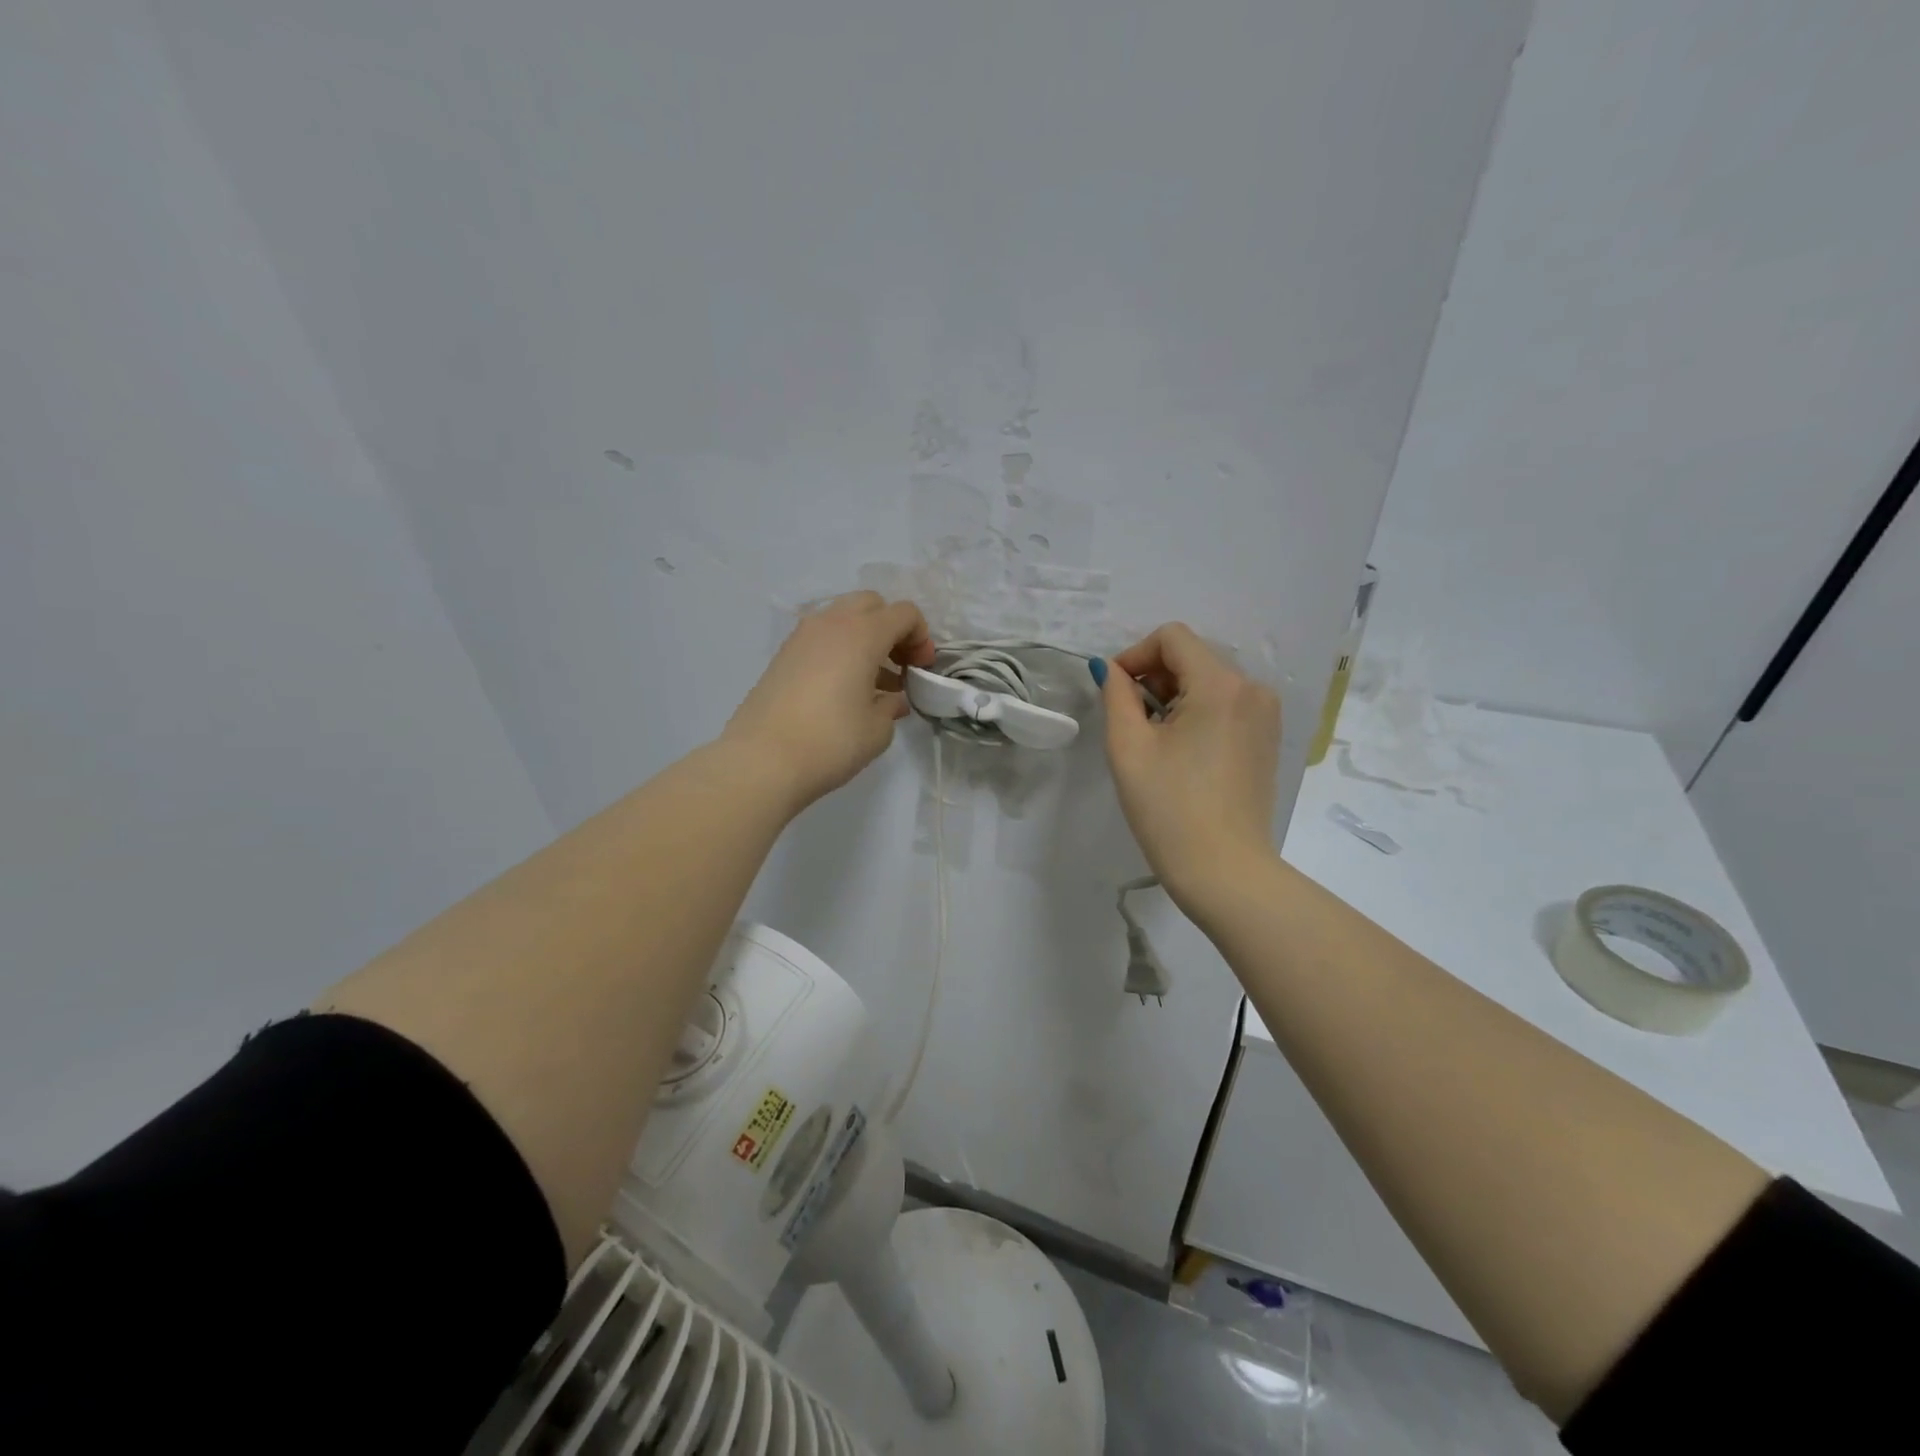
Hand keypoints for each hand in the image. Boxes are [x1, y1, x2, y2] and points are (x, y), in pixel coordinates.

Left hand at [723, 591, 935, 810]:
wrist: (762, 760)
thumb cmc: (831, 742)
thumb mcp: (877, 730)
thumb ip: (892, 705)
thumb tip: (892, 698)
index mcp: (862, 634)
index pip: (904, 613)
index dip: (921, 637)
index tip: (922, 670)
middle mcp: (831, 623)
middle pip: (872, 605)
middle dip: (891, 629)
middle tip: (899, 665)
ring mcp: (802, 636)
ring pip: (844, 618)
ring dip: (865, 639)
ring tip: (875, 682)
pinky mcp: (783, 655)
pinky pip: (822, 638)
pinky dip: (840, 650)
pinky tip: (845, 689)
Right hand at [1100, 623, 1281, 910]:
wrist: (1224, 871)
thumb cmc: (1169, 809)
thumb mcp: (1128, 747)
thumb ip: (1117, 695)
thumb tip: (1113, 670)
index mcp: (1221, 684)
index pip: (1172, 638)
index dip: (1135, 655)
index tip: (1115, 692)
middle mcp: (1253, 689)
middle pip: (1192, 657)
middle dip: (1154, 678)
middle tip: (1130, 722)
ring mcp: (1266, 715)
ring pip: (1209, 682)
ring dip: (1174, 697)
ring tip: (1155, 742)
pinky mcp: (1267, 740)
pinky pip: (1226, 706)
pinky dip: (1198, 714)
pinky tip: (1182, 754)